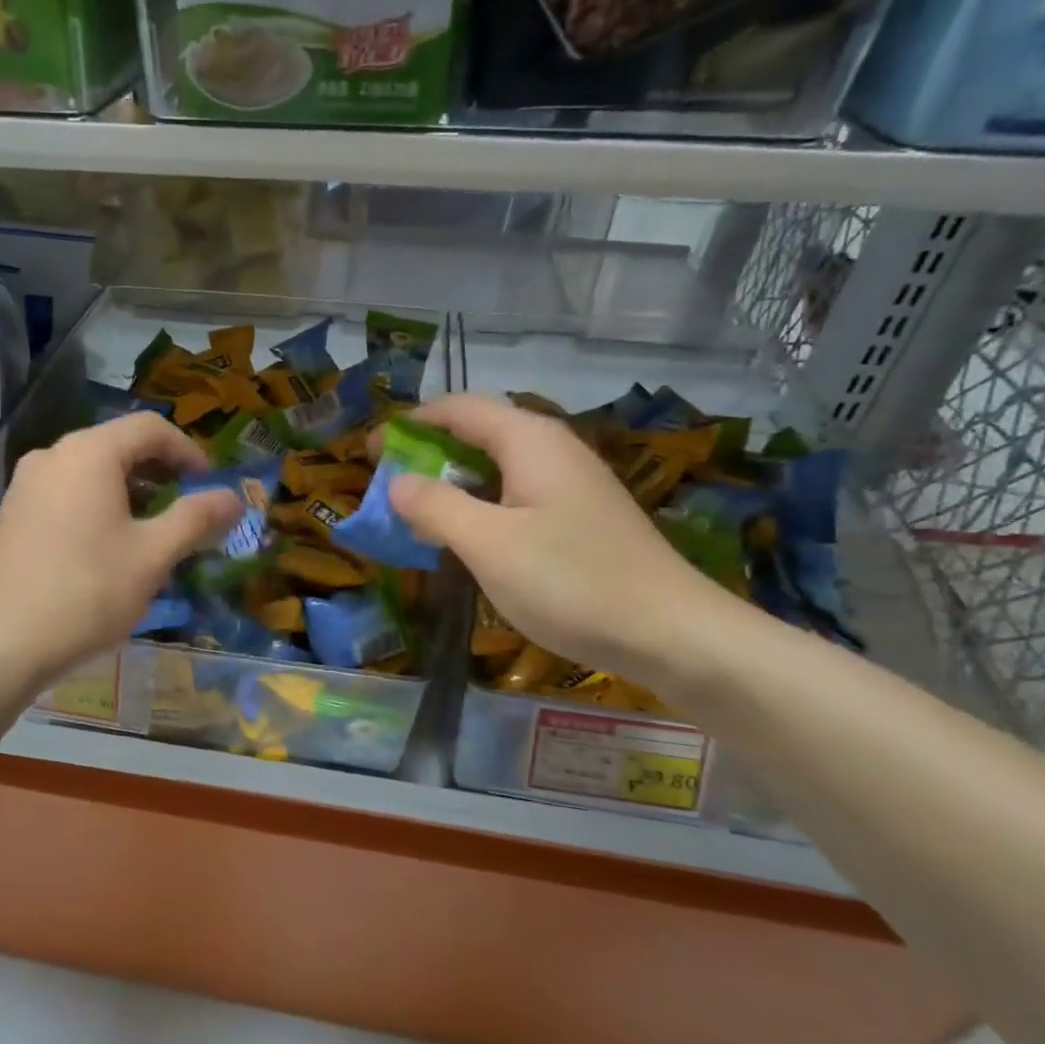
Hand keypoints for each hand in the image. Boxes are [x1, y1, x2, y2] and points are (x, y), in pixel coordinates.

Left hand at [0, 413, 241, 691]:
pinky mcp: (13, 511)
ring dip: (130, 488)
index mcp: (90, 453)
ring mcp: (26, 483)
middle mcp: (53, 455)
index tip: (208, 485)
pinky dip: (98, 502)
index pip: (150, 428)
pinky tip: (109, 543)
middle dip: (160, 471)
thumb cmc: (87, 592)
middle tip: (187, 506)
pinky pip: (67, 490)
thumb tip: (234, 498)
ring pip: (92, 469)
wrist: (1, 643)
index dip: (188, 451)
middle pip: (119, 444)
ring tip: (153, 528)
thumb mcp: (153, 555)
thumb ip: (196, 518)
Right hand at [386, 393, 747, 685]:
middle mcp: (551, 449)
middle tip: (390, 489)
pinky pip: (515, 495)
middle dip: (427, 454)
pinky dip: (480, 506)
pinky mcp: (580, 516)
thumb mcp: (488, 544)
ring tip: (419, 516)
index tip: (371, 455)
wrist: (673, 634)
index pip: (457, 408)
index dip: (408, 425)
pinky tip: (469, 540)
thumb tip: (397, 482)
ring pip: (496, 467)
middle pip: (477, 433)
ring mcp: (570, 483)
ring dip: (452, 484)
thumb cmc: (572, 582)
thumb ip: (436, 506)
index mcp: (528, 440)